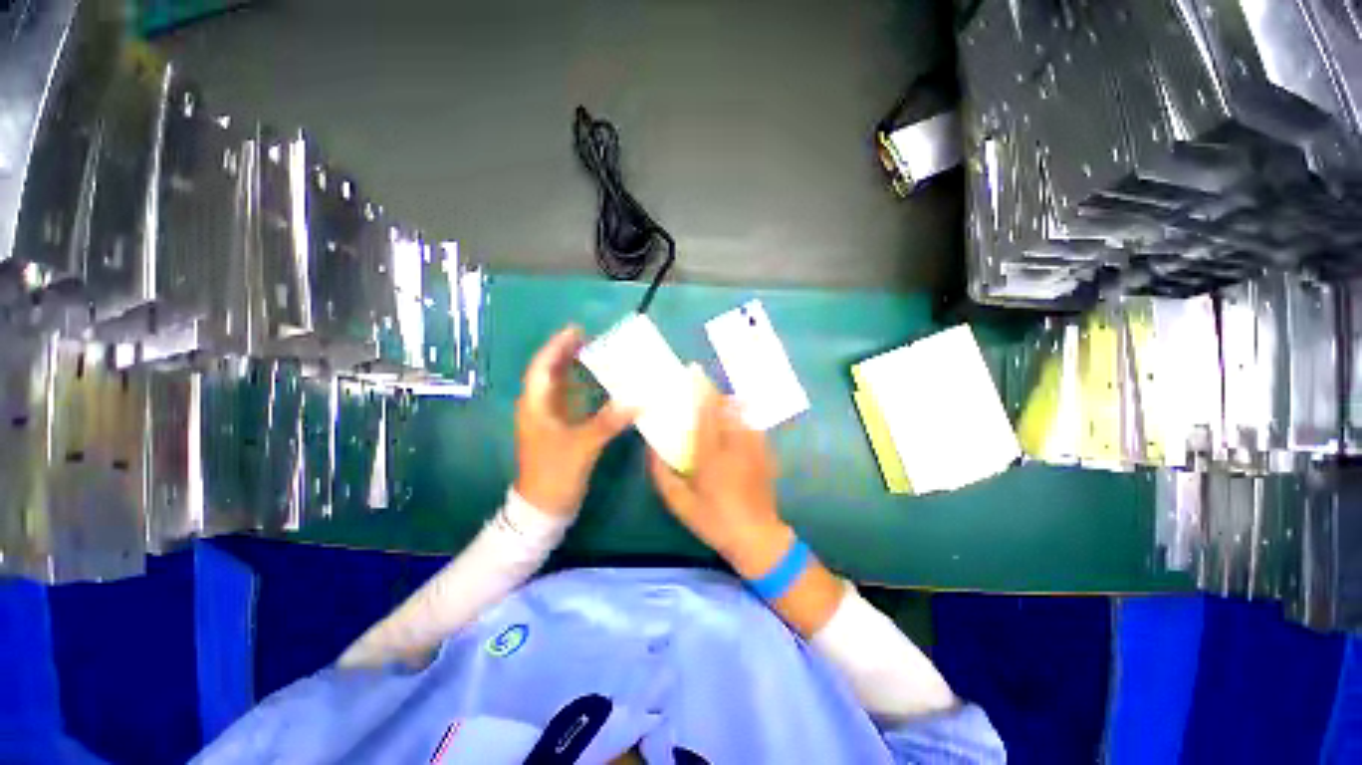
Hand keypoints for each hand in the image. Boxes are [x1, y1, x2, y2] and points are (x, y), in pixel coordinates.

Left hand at [515, 326, 634, 516]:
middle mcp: (539, 408)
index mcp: (535, 406)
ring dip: (575, 370)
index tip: (576, 330)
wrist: (543, 508)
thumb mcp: (581, 446)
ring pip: (561, 387)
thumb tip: (637, 402)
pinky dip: (583, 390)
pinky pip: (571, 402)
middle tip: (589, 338)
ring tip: (596, 355)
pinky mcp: (560, 430)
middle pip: (550, 373)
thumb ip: (608, 422)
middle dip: (566, 354)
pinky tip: (599, 387)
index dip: (557, 347)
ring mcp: (549, 420)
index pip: (542, 367)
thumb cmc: (554, 473)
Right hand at [648, 386, 791, 576]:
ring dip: (730, 404)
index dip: (701, 390)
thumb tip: (651, 449)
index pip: (706, 413)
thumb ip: (661, 474)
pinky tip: (736, 424)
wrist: (756, 537)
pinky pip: (753, 426)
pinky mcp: (765, 453)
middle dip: (716, 392)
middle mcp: (734, 444)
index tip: (695, 373)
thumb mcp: (679, 503)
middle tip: (704, 386)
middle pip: (727, 407)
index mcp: (711, 454)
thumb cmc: (713, 520)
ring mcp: (754, 447)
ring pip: (742, 413)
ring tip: (719, 401)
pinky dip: (742, 418)